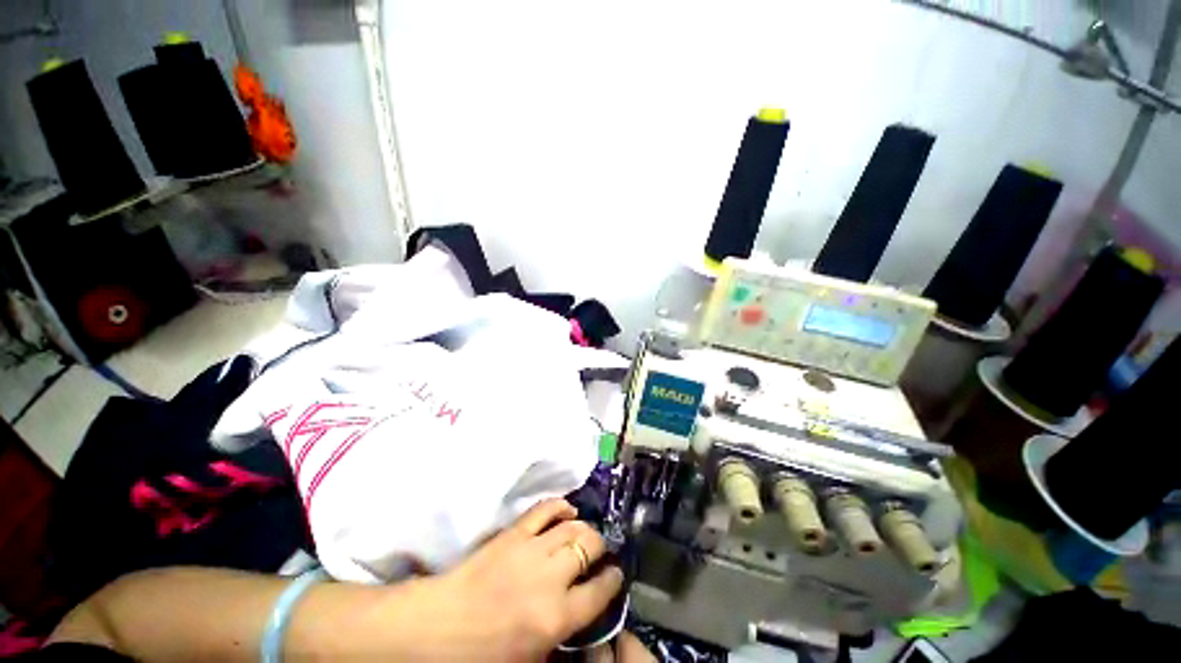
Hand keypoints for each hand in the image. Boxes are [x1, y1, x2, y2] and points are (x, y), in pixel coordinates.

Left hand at [422, 499, 624, 660]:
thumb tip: (581, 617)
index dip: (613, 580)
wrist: (437, 627)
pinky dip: (560, 505)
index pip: (600, 591)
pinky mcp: (514, 532)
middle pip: (590, 546)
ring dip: (584, 527)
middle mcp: (550, 577)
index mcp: (556, 617)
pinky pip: (545, 509)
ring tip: (585, 534)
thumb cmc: (481, 654)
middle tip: (600, 552)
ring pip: (572, 525)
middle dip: (601, 547)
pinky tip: (567, 510)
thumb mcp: (529, 661)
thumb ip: (561, 639)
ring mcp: (531, 549)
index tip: (615, 576)